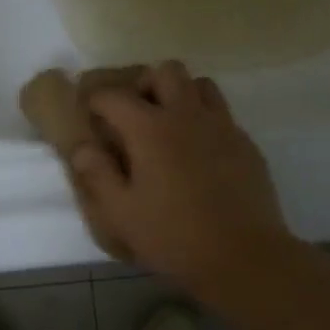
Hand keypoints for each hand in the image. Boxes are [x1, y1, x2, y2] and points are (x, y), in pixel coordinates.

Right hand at [69, 60, 293, 291]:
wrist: (244, 257)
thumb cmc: (174, 236)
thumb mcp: (121, 213)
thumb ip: (97, 175)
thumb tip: (83, 147)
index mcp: (150, 129)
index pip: (114, 96)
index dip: (96, 101)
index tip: (90, 115)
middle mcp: (187, 116)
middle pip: (165, 71)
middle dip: (144, 84)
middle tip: (134, 115)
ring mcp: (222, 127)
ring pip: (200, 84)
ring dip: (180, 94)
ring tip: (169, 125)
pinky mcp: (246, 144)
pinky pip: (222, 114)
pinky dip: (204, 120)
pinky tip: (198, 153)